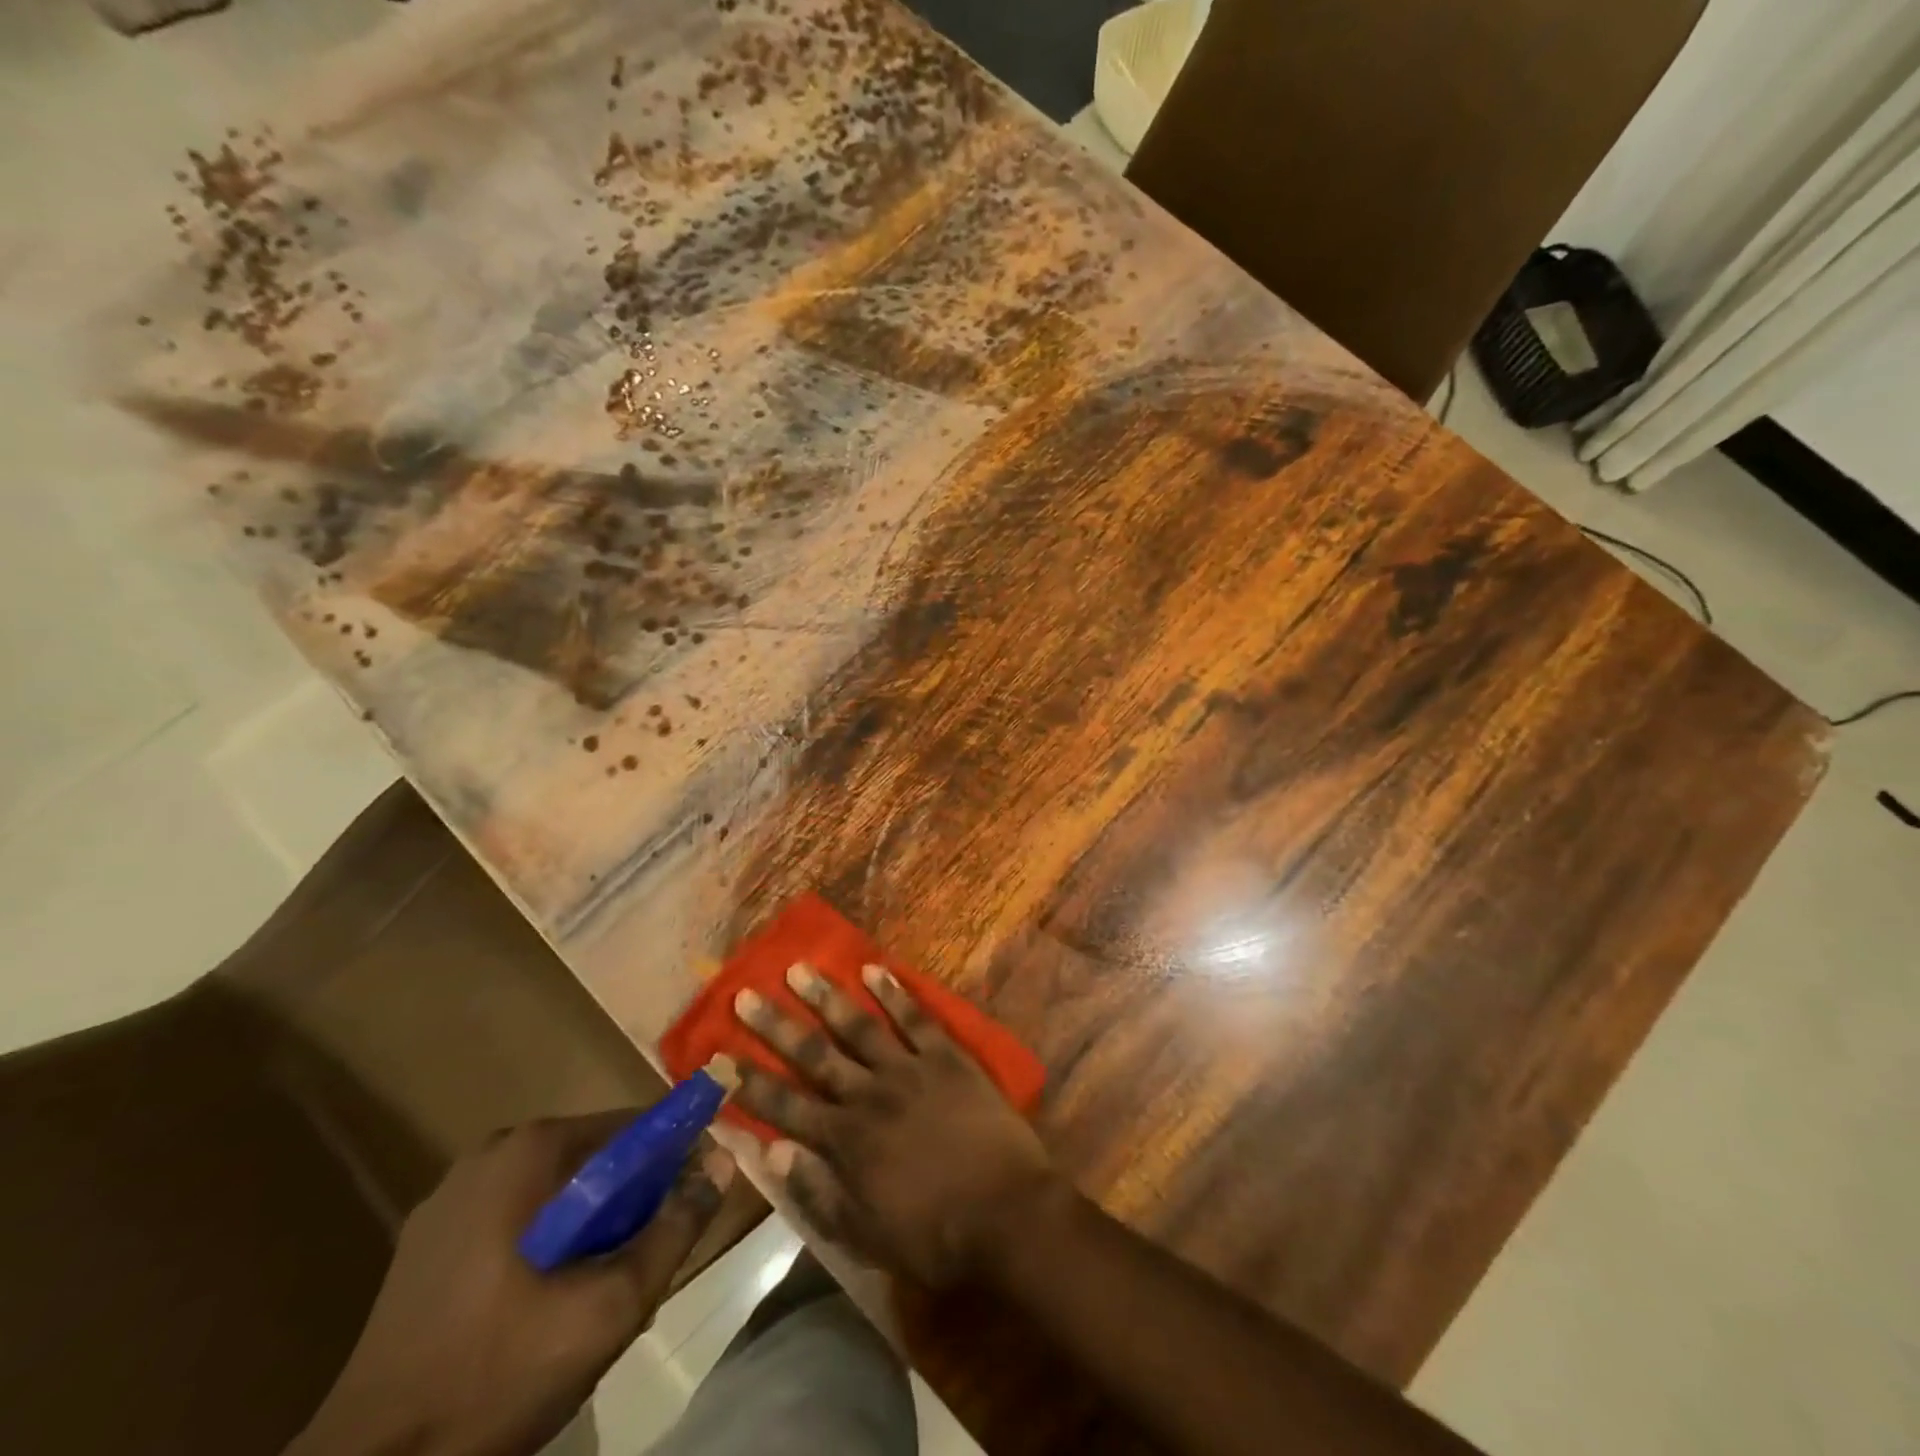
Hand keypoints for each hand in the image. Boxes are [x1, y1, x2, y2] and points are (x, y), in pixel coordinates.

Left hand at [288, 1112, 733, 1455]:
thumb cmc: (497, 1375)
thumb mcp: (610, 1307)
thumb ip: (675, 1228)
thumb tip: (723, 1162)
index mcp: (530, 1149)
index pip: (632, 1126)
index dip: (673, 1157)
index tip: (692, 1198)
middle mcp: (490, 1152)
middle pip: (594, 1157)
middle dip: (629, 1198)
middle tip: (643, 1257)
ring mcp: (450, 1197)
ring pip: (556, 1189)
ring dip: (589, 1222)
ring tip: (596, 1285)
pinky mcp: (427, 1240)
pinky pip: (515, 1216)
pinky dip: (545, 1240)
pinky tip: (541, 1299)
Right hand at [733, 961, 1058, 1287]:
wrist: (1006, 1215)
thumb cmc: (933, 1235)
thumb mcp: (863, 1234)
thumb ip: (815, 1191)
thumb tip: (770, 1150)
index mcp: (845, 1141)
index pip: (785, 1107)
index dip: (750, 1082)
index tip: (719, 1057)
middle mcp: (869, 1095)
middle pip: (814, 1056)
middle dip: (776, 1026)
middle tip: (746, 994)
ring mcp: (909, 1070)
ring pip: (858, 1026)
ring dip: (826, 997)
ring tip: (799, 969)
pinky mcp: (946, 1057)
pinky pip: (916, 1018)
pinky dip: (894, 993)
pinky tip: (873, 970)